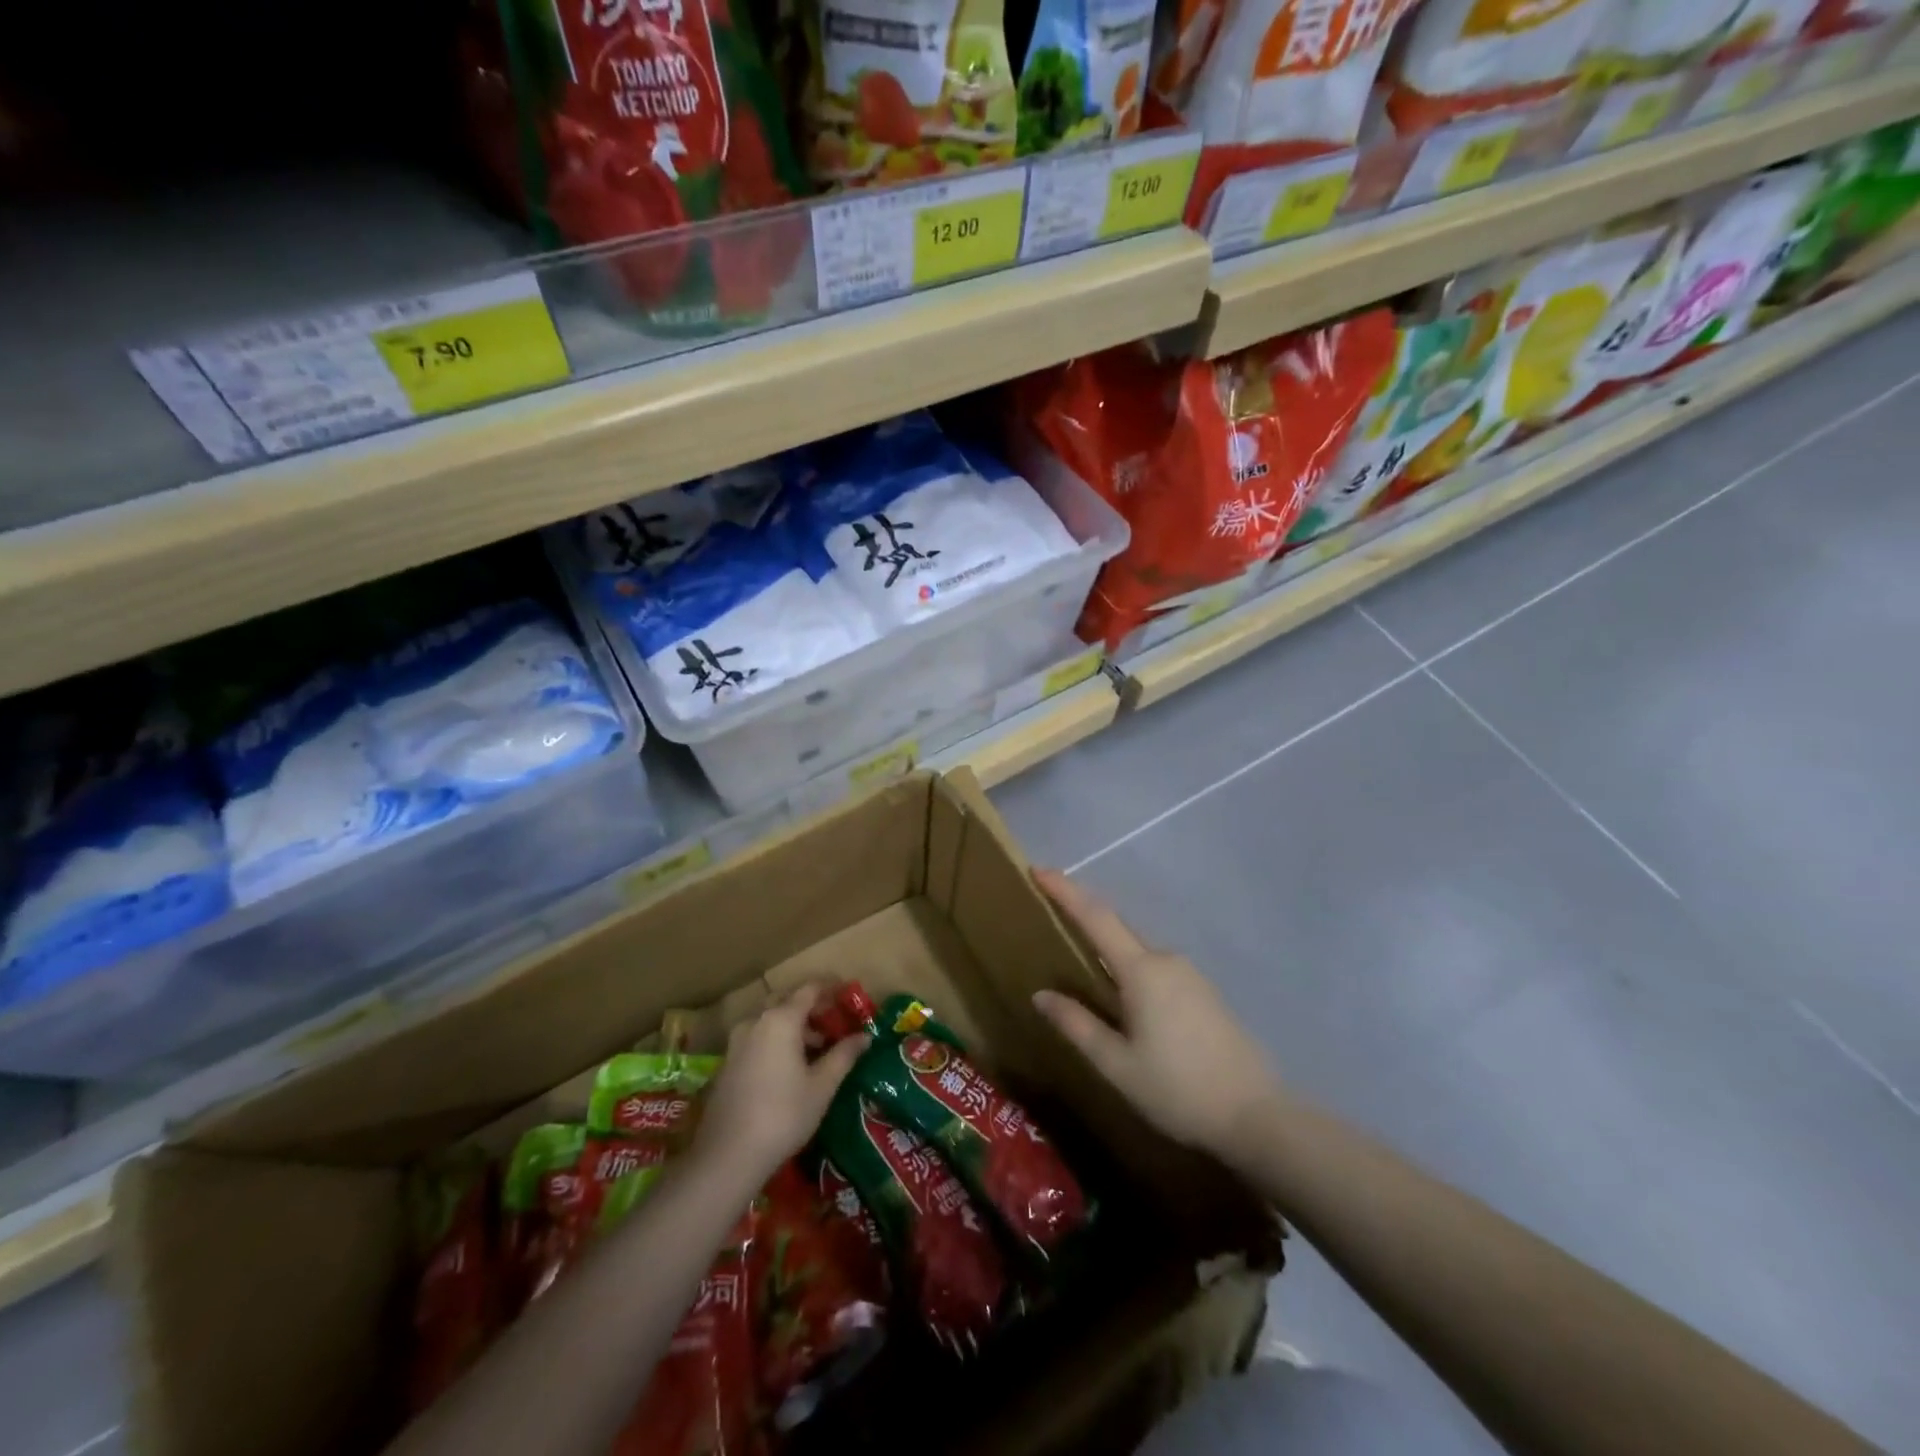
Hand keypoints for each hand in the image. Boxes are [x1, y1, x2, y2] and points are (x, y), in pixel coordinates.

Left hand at [691, 985, 868, 1186]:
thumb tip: (864, 1036)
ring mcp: (737, 1042)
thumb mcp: (822, 1086)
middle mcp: (756, 1022)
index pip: (809, 989)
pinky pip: (757, 1037)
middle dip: (811, 1007)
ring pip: (770, 1020)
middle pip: (787, 1001)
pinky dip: (776, 1040)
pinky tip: (790, 1066)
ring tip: (817, 1048)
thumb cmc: (783, 1114)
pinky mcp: (727, 1063)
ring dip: (793, 1026)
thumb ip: (844, 1055)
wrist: (728, 1156)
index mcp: (781, 1020)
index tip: (848, 991)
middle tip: (833, 1021)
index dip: (831, 987)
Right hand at [1032, 869, 1281, 1164]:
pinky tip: (1121, 993)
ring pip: (1137, 949)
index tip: (1039, 870)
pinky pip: (1155, 967)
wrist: (1257, 1116)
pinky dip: (1129, 967)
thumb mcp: (1117, 1064)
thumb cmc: (1178, 1090)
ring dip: (1107, 945)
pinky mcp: (1203, 992)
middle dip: (1083, 914)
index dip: (1066, 891)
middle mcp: (1166, 960)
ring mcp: (1190, 975)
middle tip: (1050, 911)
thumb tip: (1041, 995)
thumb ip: (1077, 1025)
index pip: (1096, 917)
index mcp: (1142, 971)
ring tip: (1078, 957)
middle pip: (1117, 927)